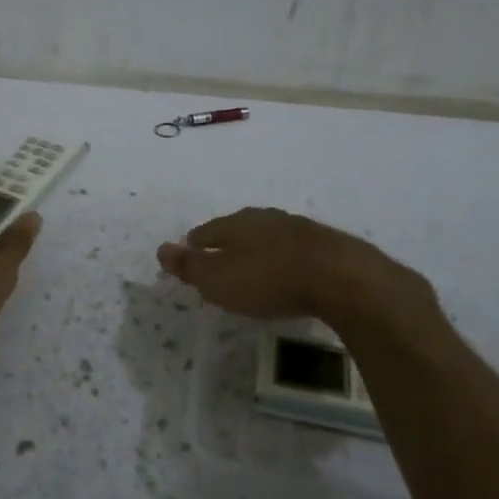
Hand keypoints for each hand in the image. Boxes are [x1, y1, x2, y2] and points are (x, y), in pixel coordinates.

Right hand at [157, 207, 435, 326]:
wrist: (339, 276)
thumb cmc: (268, 279)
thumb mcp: (218, 279)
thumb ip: (189, 266)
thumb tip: (160, 248)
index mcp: (236, 224)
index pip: (208, 230)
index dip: (196, 243)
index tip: (190, 249)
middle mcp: (264, 218)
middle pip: (238, 227)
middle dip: (227, 239)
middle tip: (220, 254)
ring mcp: (297, 227)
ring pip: (268, 234)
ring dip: (258, 245)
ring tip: (253, 260)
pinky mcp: (324, 243)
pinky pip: (294, 247)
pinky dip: (284, 255)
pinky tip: (288, 267)